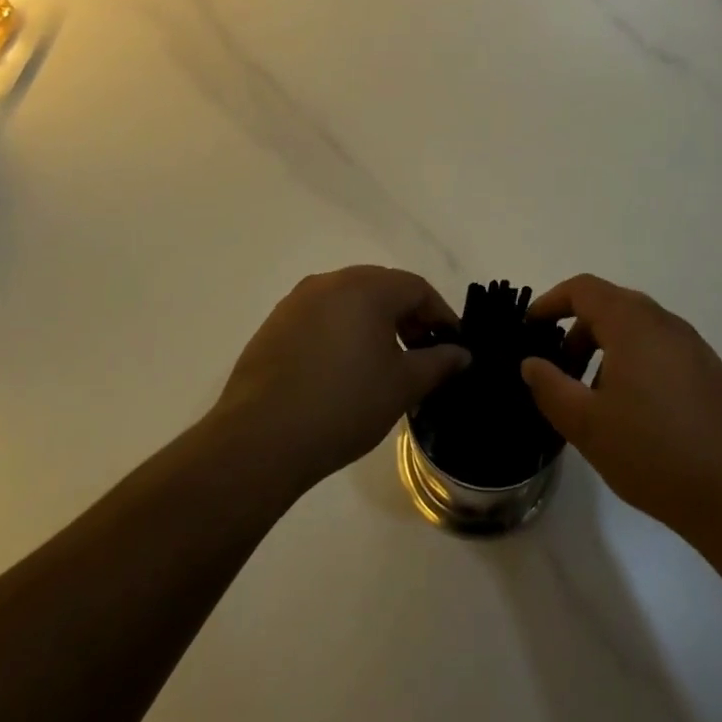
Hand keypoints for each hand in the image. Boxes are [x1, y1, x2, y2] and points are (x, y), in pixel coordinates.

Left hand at [212, 266, 468, 495]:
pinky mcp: (274, 325)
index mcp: (366, 287)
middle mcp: (330, 282)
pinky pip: (321, 317)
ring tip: (384, 363)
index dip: (441, 314)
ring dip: (374, 323)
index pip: (416, 288)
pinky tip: (343, 370)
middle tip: (423, 352)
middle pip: (382, 288)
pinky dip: (342, 332)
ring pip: (349, 301)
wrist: (260, 439)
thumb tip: (461, 354)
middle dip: (408, 316)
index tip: (452, 346)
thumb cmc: (344, 404)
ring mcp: (297, 302)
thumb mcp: (403, 386)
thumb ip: (439, 363)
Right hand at [520, 275, 721, 541]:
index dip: (550, 302)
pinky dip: (633, 364)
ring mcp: (693, 346)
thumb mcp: (587, 424)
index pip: (583, 289)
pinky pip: (659, 351)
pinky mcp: (710, 372)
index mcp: (632, 322)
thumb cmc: (654, 452)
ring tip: (592, 401)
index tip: (529, 330)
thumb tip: (532, 362)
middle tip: (558, 373)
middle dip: (576, 333)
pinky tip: (632, 415)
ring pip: (636, 331)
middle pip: (610, 307)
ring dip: (605, 352)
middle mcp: (665, 322)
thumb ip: (550, 387)